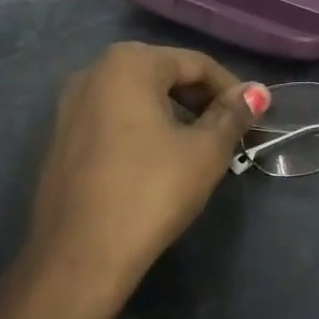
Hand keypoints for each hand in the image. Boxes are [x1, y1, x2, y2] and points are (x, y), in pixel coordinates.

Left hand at [9, 42, 266, 318]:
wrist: (80, 255)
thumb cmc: (151, 192)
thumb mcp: (205, 151)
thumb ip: (233, 115)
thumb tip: (257, 92)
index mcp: (129, 64)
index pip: (196, 64)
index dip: (232, 90)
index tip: (254, 119)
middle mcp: (93, 72)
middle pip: (164, 74)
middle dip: (202, 100)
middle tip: (230, 134)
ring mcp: (70, 105)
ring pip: (138, 98)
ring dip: (175, 115)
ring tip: (200, 148)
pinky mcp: (62, 138)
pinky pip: (114, 119)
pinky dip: (144, 130)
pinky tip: (160, 162)